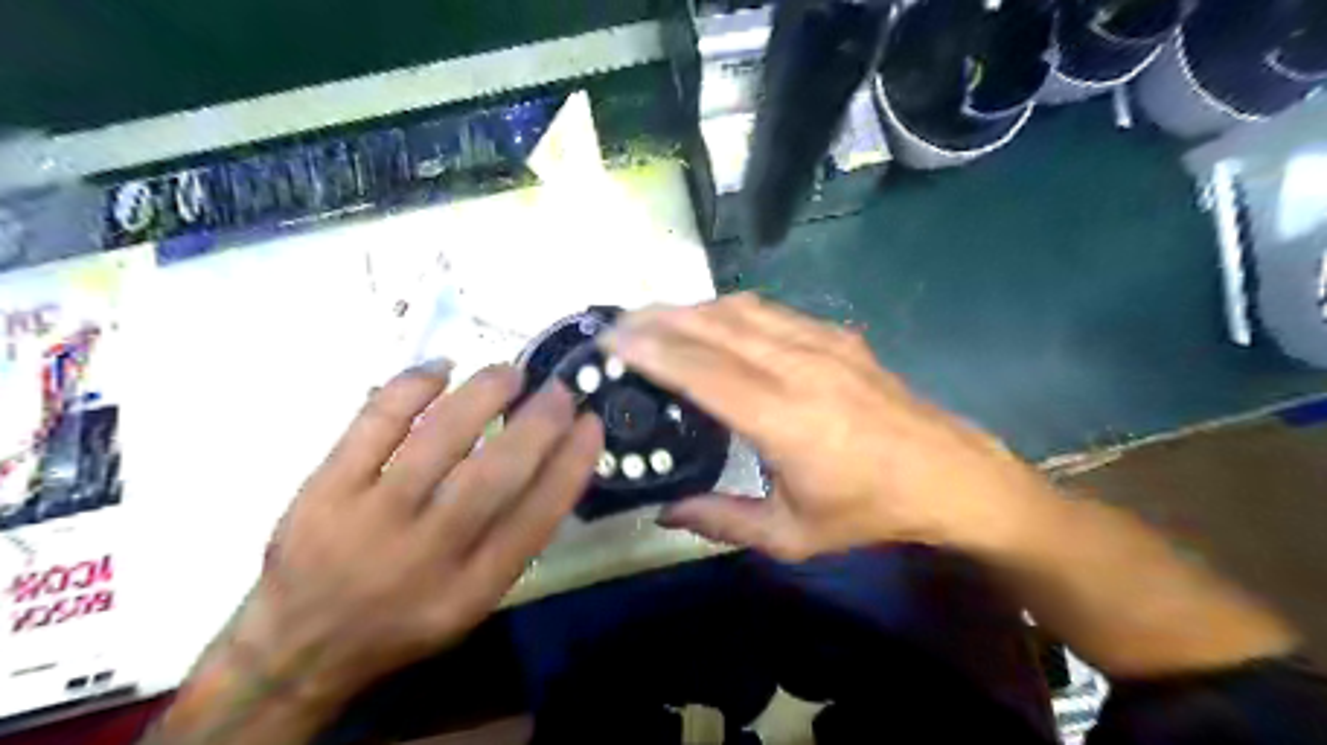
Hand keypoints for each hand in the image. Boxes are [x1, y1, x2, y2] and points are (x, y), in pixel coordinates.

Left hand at [228, 365, 602, 707]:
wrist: (297, 646)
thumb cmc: (401, 620)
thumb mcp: (469, 602)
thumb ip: (511, 541)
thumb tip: (551, 463)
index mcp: (469, 590)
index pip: (536, 517)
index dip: (572, 463)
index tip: (591, 425)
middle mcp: (425, 555)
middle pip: (494, 476)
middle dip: (537, 424)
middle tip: (559, 391)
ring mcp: (370, 518)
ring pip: (438, 439)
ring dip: (483, 394)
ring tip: (509, 373)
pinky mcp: (324, 489)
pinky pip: (374, 422)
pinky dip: (412, 386)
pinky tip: (442, 368)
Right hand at [604, 295, 1065, 559]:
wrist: (947, 475)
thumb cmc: (868, 510)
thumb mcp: (792, 536)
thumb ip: (722, 521)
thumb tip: (664, 513)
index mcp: (785, 420)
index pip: (703, 371)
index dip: (653, 351)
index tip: (611, 341)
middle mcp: (799, 368)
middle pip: (714, 327)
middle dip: (659, 318)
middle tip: (618, 324)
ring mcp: (821, 343)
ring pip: (740, 310)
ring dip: (691, 309)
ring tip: (655, 319)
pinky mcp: (836, 335)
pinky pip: (770, 311)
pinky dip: (728, 310)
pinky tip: (711, 321)